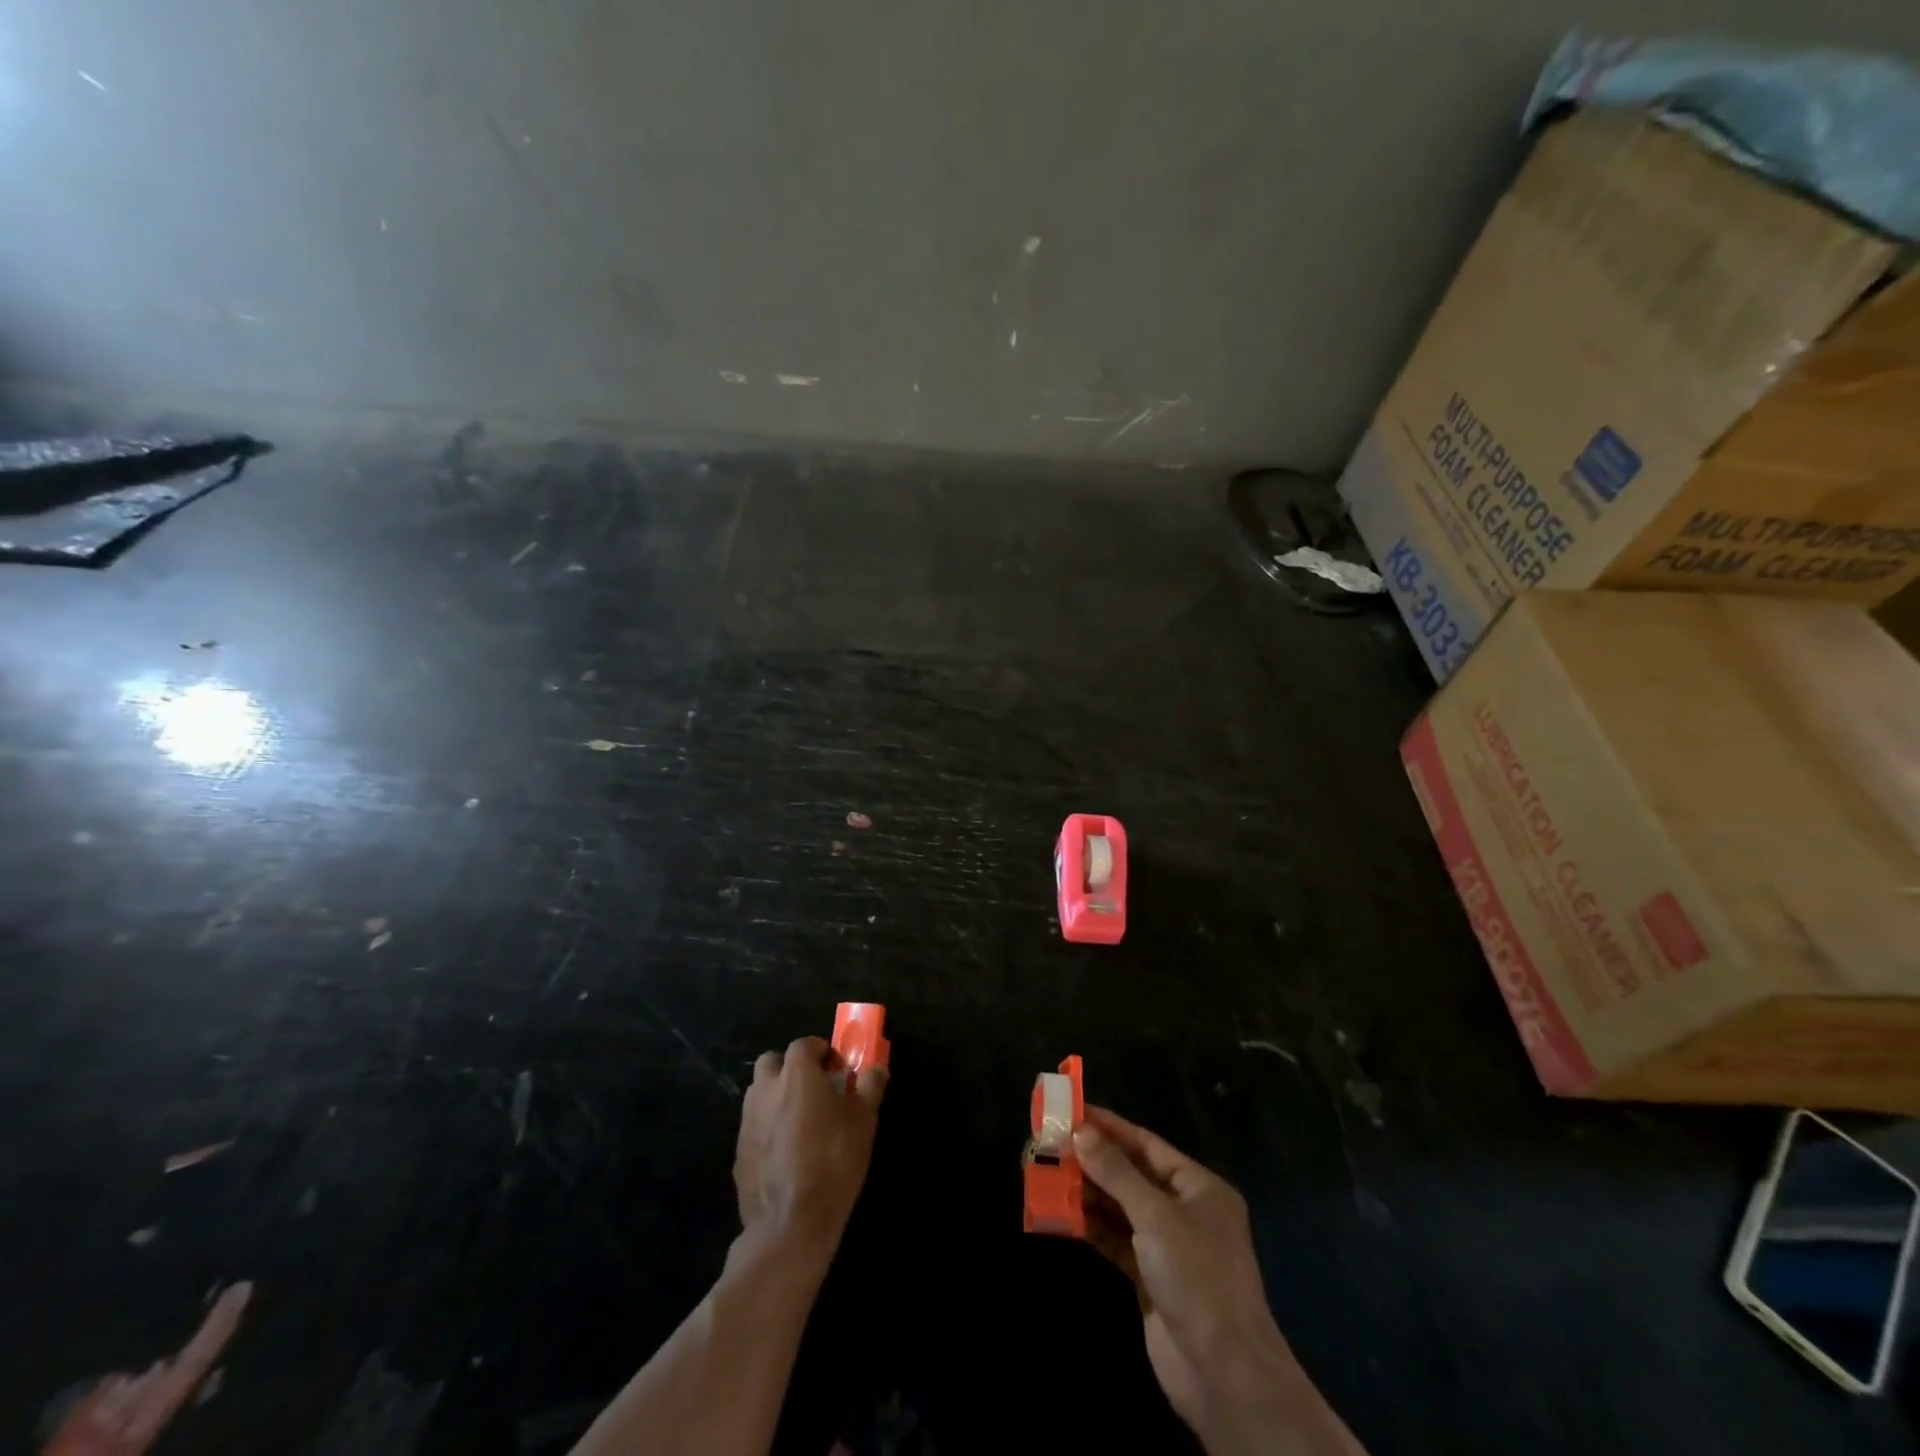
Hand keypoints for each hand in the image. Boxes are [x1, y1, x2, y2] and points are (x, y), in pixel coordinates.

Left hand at [734, 1036, 886, 1264]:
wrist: (790, 1223)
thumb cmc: (833, 1160)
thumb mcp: (863, 1121)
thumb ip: (870, 1087)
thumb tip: (878, 1069)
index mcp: (796, 1074)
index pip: (805, 1044)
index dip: (822, 1052)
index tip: (837, 1070)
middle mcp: (766, 1089)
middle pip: (773, 1062)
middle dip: (790, 1068)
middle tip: (813, 1090)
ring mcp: (747, 1120)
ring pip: (759, 1093)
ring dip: (776, 1096)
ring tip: (800, 1121)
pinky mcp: (738, 1152)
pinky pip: (754, 1126)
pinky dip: (767, 1128)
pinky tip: (786, 1153)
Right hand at [1074, 1107, 1364, 1455]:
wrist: (1222, 1372)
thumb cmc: (1197, 1275)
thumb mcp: (1155, 1215)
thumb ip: (1116, 1172)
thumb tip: (1081, 1132)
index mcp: (1200, 1187)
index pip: (1147, 1145)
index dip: (1110, 1127)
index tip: (1074, 1112)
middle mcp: (1186, 1211)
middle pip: (1133, 1175)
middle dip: (1094, 1161)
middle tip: (1053, 1144)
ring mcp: (1168, 1247)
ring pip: (1122, 1208)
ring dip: (1089, 1193)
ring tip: (1051, 1175)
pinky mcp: (1151, 1278)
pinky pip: (1117, 1240)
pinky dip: (1093, 1227)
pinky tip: (1064, 1214)